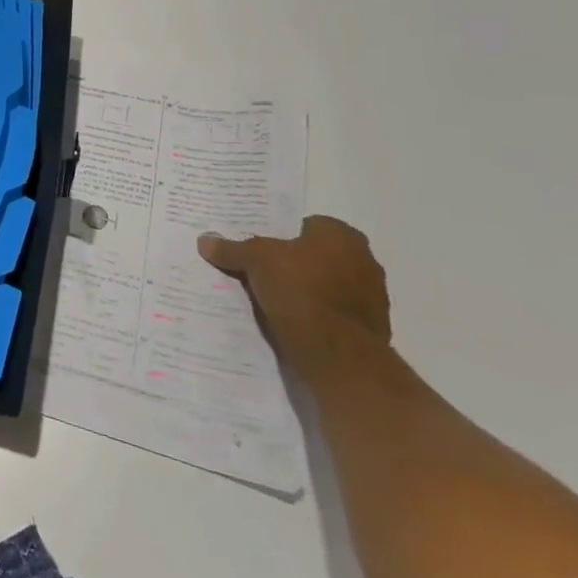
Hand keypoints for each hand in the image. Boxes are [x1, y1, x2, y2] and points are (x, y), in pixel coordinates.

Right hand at [199, 216, 390, 375]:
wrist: (335, 352)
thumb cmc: (298, 288)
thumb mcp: (254, 260)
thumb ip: (231, 249)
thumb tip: (204, 240)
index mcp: (341, 235)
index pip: (304, 225)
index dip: (280, 236)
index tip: (259, 249)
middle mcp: (364, 259)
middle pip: (317, 255)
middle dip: (294, 263)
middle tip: (263, 272)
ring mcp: (373, 296)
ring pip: (328, 285)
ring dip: (308, 290)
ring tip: (274, 299)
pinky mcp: (372, 328)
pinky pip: (335, 312)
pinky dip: (318, 314)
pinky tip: (294, 321)